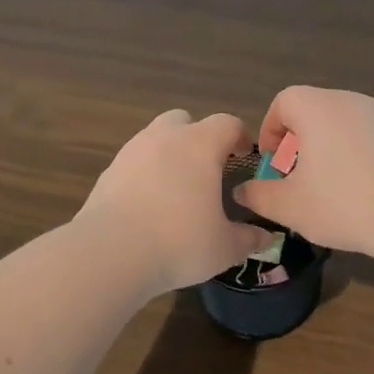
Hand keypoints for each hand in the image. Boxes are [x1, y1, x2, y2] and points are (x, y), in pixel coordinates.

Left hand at [75, 109, 267, 293]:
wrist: (110, 253)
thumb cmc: (179, 243)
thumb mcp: (225, 248)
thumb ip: (248, 238)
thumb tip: (266, 236)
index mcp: (199, 145)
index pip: (227, 124)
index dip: (240, 137)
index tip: (245, 156)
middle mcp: (164, 138)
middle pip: (185, 120)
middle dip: (198, 138)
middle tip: (208, 169)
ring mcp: (131, 152)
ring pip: (155, 139)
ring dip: (169, 155)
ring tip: (177, 190)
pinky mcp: (107, 172)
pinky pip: (133, 163)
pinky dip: (144, 175)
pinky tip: (148, 205)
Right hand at [231, 87, 373, 259]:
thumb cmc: (342, 204)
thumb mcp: (288, 206)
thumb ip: (258, 194)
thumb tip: (242, 191)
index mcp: (317, 108)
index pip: (283, 101)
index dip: (270, 129)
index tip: (272, 164)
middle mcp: (348, 100)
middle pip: (311, 109)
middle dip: (295, 141)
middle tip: (293, 177)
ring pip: (337, 123)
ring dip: (322, 147)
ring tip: (323, 185)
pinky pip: (362, 135)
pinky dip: (349, 153)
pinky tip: (355, 188)